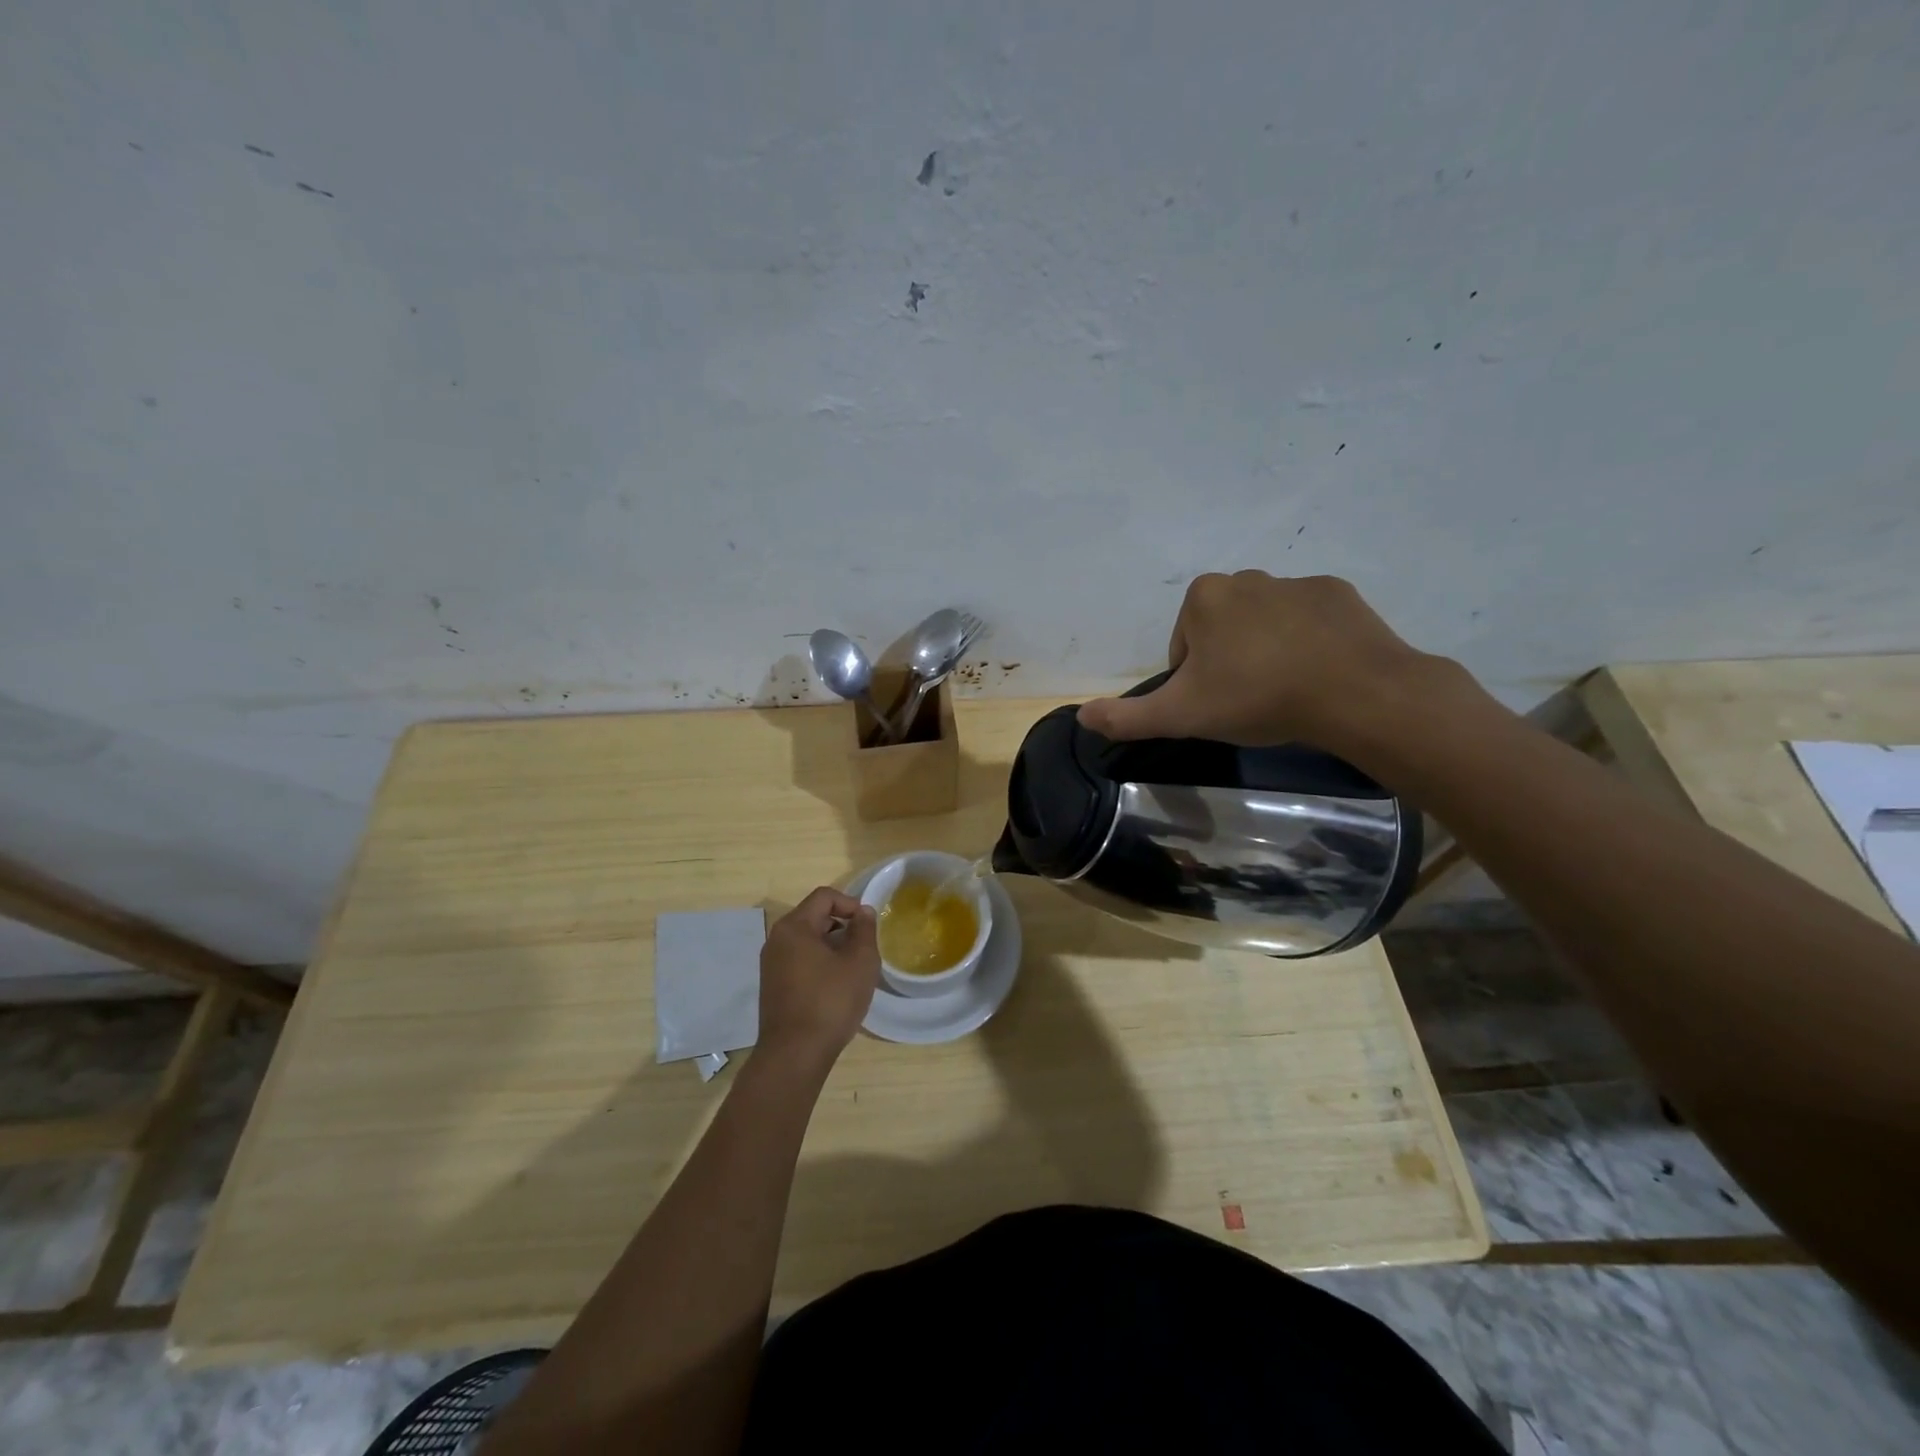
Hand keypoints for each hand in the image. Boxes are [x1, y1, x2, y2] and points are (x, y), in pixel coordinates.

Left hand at [757, 888, 879, 1070]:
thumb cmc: (830, 1002)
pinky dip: (819, 963)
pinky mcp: (772, 985)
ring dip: (832, 946)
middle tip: (864, 948)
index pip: (824, 897)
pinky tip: (835, 986)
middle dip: (842, 926)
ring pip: (807, 940)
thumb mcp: (860, 962)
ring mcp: (771, 964)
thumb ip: (864, 930)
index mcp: (794, 927)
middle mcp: (776, 940)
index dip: (851, 904)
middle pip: (814, 916)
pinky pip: (799, 960)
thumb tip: (863, 912)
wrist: (795, 1055)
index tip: (868, 926)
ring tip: (852, 968)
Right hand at [1077, 571, 1451, 754]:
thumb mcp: (1180, 715)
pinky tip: (1319, 673)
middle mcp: (1246, 578)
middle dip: (1229, 660)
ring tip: (1287, 690)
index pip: (1183, 644)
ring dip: (1267, 651)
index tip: (1216, 704)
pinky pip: (1309, 620)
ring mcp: (1296, 583)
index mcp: (1203, 597)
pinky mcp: (1339, 594)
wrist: (1354, 693)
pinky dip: (1308, 643)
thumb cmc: (1256, 697)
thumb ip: (1127, 717)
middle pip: (1222, 629)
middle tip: (1249, 700)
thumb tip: (1080, 716)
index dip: (1193, 679)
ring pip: (1265, 623)